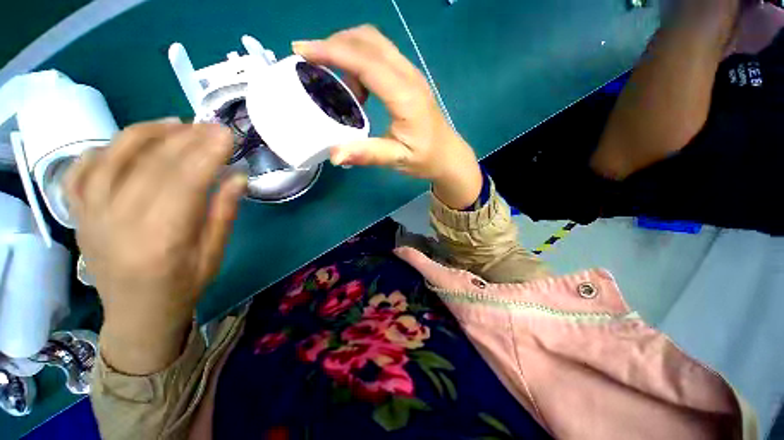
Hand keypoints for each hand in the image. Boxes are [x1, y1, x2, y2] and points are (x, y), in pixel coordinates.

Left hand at [64, 122, 246, 374]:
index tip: (226, 134)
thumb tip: (238, 176)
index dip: (206, 153)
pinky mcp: (78, 214)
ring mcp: (91, 215)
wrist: (137, 313)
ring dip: (147, 133)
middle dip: (186, 139)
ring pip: (113, 158)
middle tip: (210, 125)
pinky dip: (105, 148)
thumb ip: (224, 212)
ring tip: (175, 124)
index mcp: (163, 239)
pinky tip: (129, 142)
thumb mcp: (215, 254)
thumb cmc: (183, 286)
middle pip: (152, 165)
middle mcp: (120, 222)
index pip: (185, 182)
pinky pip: (82, 170)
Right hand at [293, 25, 482, 208]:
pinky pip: (381, 56)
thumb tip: (334, 156)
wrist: (448, 155)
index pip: (365, 62)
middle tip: (312, 62)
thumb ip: (368, 154)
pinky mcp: (409, 79)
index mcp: (405, 96)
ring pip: (375, 44)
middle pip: (368, 41)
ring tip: (335, 81)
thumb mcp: (397, 159)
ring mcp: (411, 74)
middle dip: (335, 44)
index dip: (332, 52)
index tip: (302, 51)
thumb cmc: (425, 158)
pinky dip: (360, 61)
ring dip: (348, 51)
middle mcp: (408, 76)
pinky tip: (357, 88)